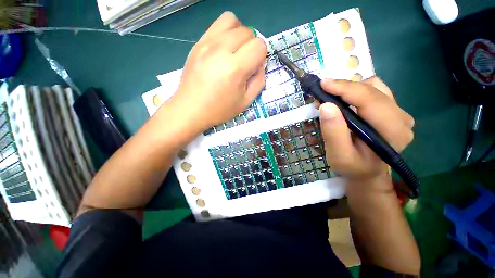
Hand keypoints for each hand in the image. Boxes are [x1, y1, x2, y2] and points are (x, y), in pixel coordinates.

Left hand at [173, 12, 266, 131]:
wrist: (191, 109)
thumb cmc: (220, 109)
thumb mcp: (246, 101)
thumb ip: (259, 80)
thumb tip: (259, 64)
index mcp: (235, 68)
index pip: (259, 45)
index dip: (261, 56)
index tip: (254, 67)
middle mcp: (221, 50)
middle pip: (247, 32)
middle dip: (251, 46)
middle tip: (245, 62)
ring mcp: (207, 44)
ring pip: (232, 21)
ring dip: (239, 34)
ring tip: (235, 51)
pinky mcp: (197, 43)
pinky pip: (217, 25)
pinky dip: (226, 33)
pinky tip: (223, 49)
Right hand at [317, 77, 414, 190]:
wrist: (367, 171)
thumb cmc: (352, 167)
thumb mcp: (338, 156)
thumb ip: (333, 132)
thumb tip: (326, 106)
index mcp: (392, 131)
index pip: (369, 100)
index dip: (344, 88)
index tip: (322, 84)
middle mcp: (402, 117)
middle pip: (372, 90)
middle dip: (343, 89)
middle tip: (321, 96)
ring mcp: (399, 112)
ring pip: (373, 86)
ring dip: (349, 89)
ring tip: (331, 99)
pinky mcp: (392, 109)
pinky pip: (374, 90)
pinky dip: (355, 92)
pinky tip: (344, 102)